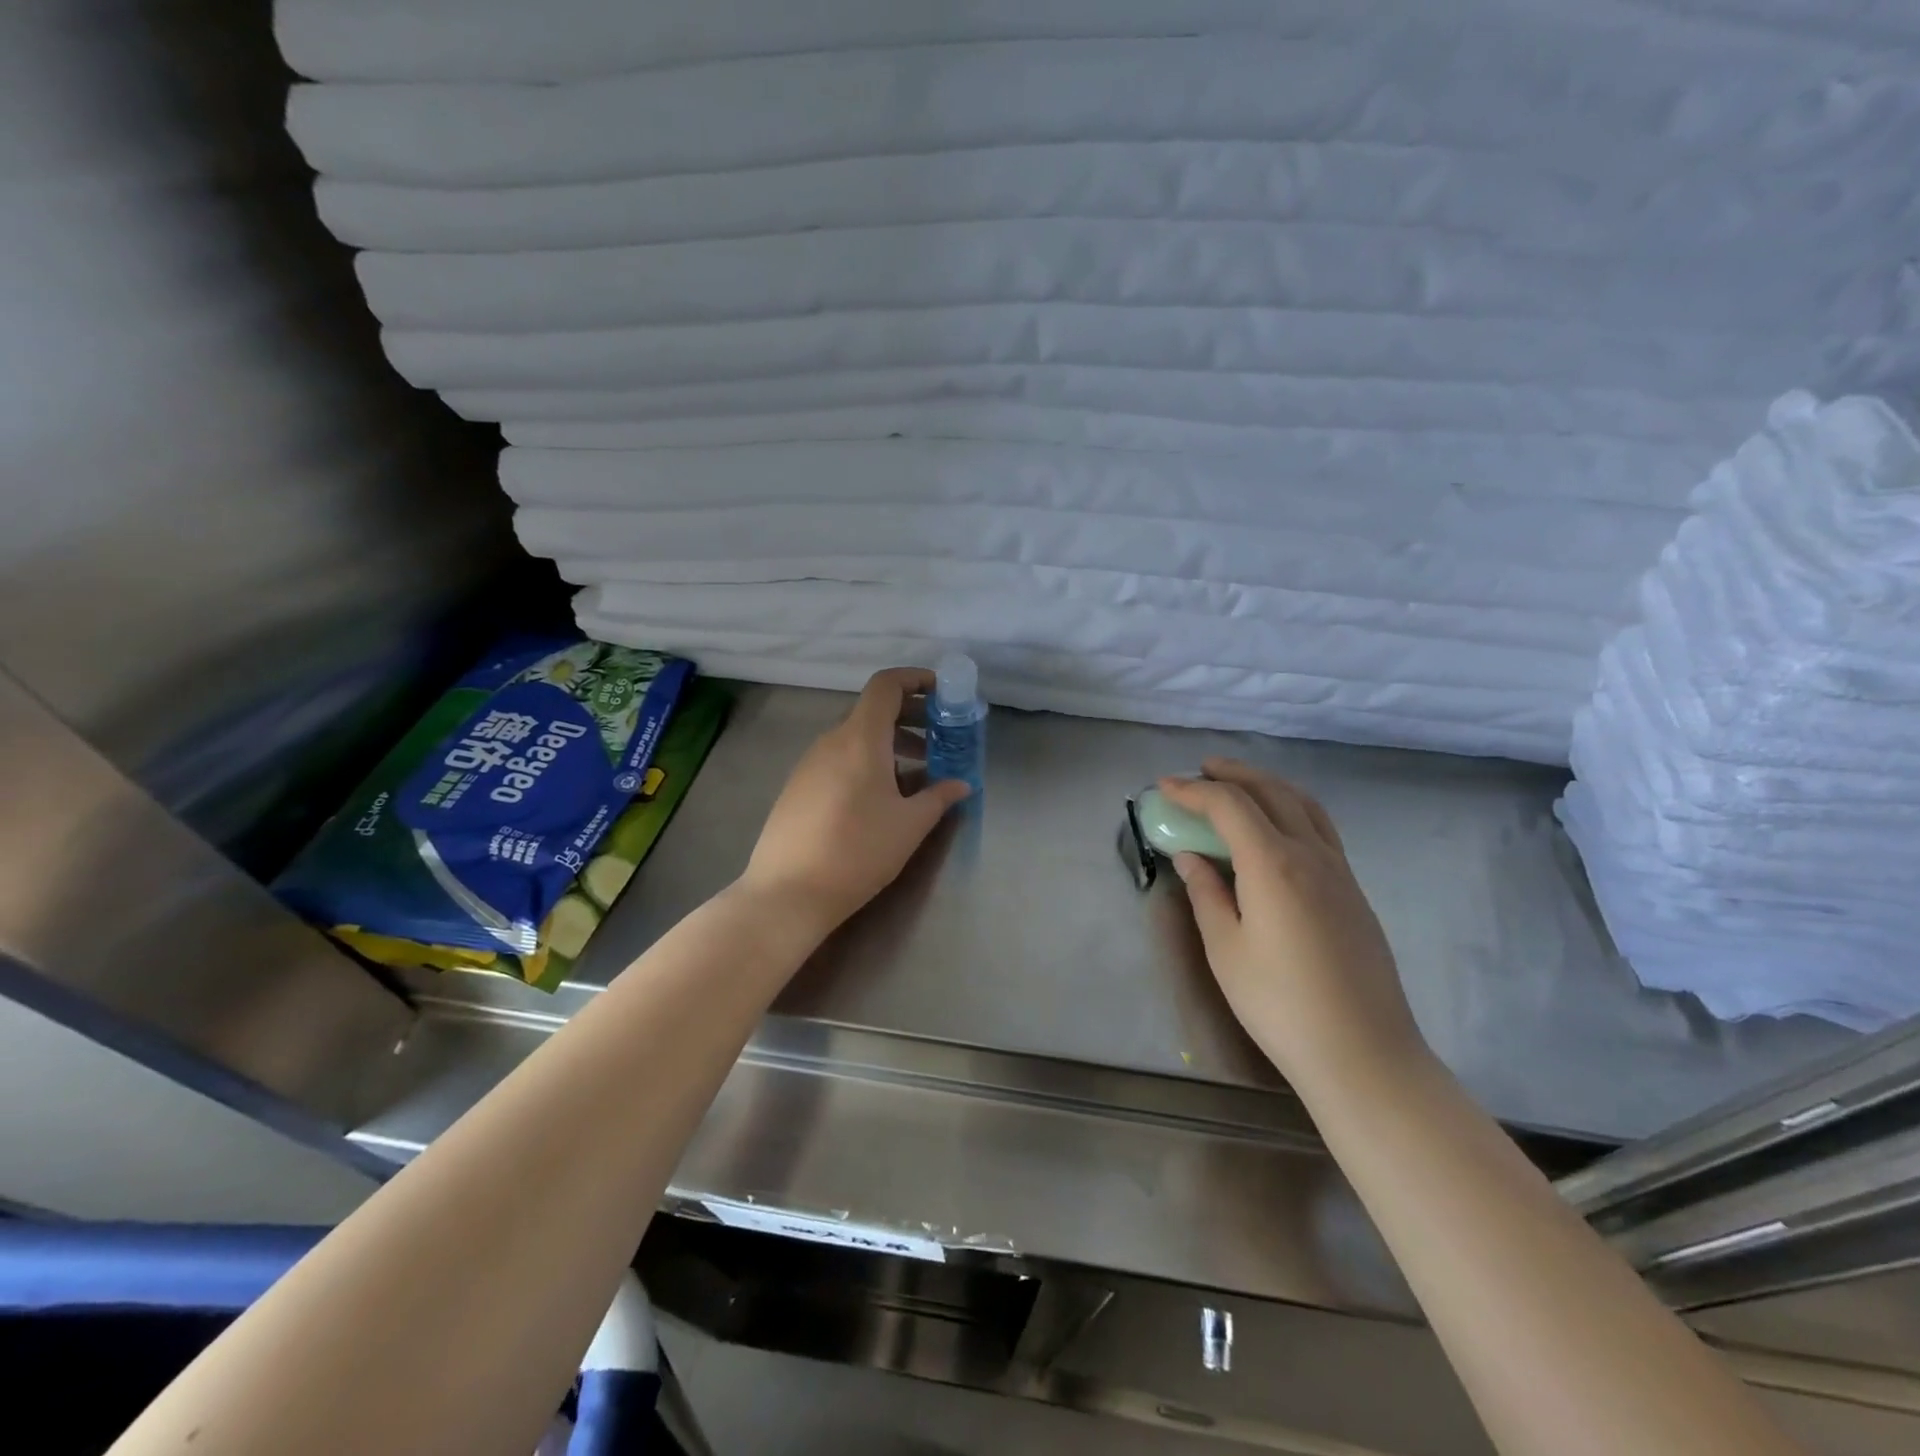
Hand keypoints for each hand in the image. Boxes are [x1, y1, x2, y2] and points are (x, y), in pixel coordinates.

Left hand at [740, 667, 971, 934]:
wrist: (787, 893)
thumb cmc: (858, 850)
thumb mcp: (910, 825)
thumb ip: (939, 797)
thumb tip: (961, 784)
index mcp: (860, 738)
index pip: (886, 685)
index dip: (916, 679)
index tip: (942, 693)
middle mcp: (831, 741)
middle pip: (872, 711)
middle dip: (910, 717)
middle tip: (939, 738)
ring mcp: (808, 764)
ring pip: (855, 738)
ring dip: (890, 744)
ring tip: (917, 774)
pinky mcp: (797, 788)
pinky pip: (839, 760)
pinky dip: (866, 763)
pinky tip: (881, 799)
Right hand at [1161, 759, 1426, 1091]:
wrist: (1362, 1053)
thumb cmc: (1280, 1003)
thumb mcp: (1226, 949)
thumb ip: (1206, 894)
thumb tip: (1190, 857)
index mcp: (1273, 863)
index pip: (1229, 805)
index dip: (1194, 790)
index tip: (1164, 788)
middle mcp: (1310, 854)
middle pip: (1271, 792)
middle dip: (1233, 775)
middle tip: (1200, 771)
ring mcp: (1339, 870)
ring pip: (1303, 804)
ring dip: (1267, 785)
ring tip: (1239, 785)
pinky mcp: (1354, 891)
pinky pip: (1320, 828)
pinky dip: (1292, 808)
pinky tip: (1276, 828)